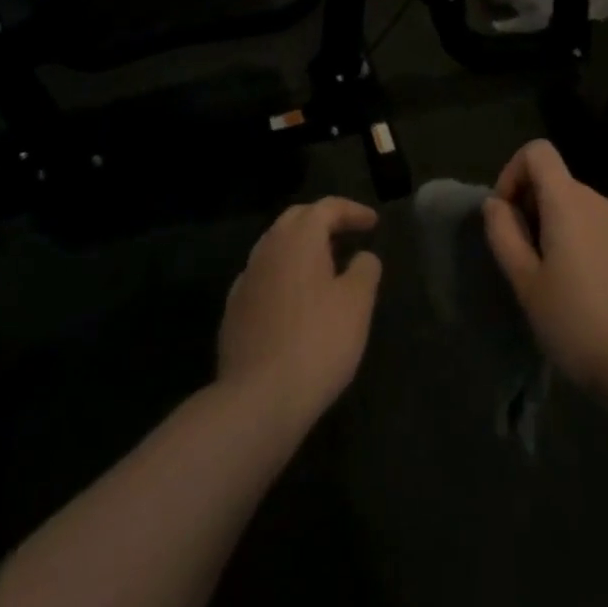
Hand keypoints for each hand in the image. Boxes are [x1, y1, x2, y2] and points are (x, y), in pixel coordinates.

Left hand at [218, 197, 383, 431]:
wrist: (257, 399)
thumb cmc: (317, 342)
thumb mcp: (357, 304)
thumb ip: (365, 270)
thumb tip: (363, 256)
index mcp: (299, 237)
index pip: (327, 207)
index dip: (353, 211)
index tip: (373, 223)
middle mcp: (268, 247)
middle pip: (297, 219)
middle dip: (323, 221)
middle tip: (347, 234)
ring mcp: (246, 278)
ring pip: (276, 247)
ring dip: (301, 247)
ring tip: (324, 264)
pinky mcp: (233, 309)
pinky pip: (263, 277)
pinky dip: (283, 275)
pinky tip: (294, 298)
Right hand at [483, 140, 607, 399]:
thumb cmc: (576, 323)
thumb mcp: (526, 283)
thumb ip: (504, 234)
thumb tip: (495, 203)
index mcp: (568, 202)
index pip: (538, 151)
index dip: (514, 172)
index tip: (508, 215)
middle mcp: (601, 202)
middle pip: (559, 182)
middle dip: (535, 207)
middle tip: (527, 257)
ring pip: (584, 209)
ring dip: (563, 228)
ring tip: (558, 279)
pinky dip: (590, 245)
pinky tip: (593, 292)